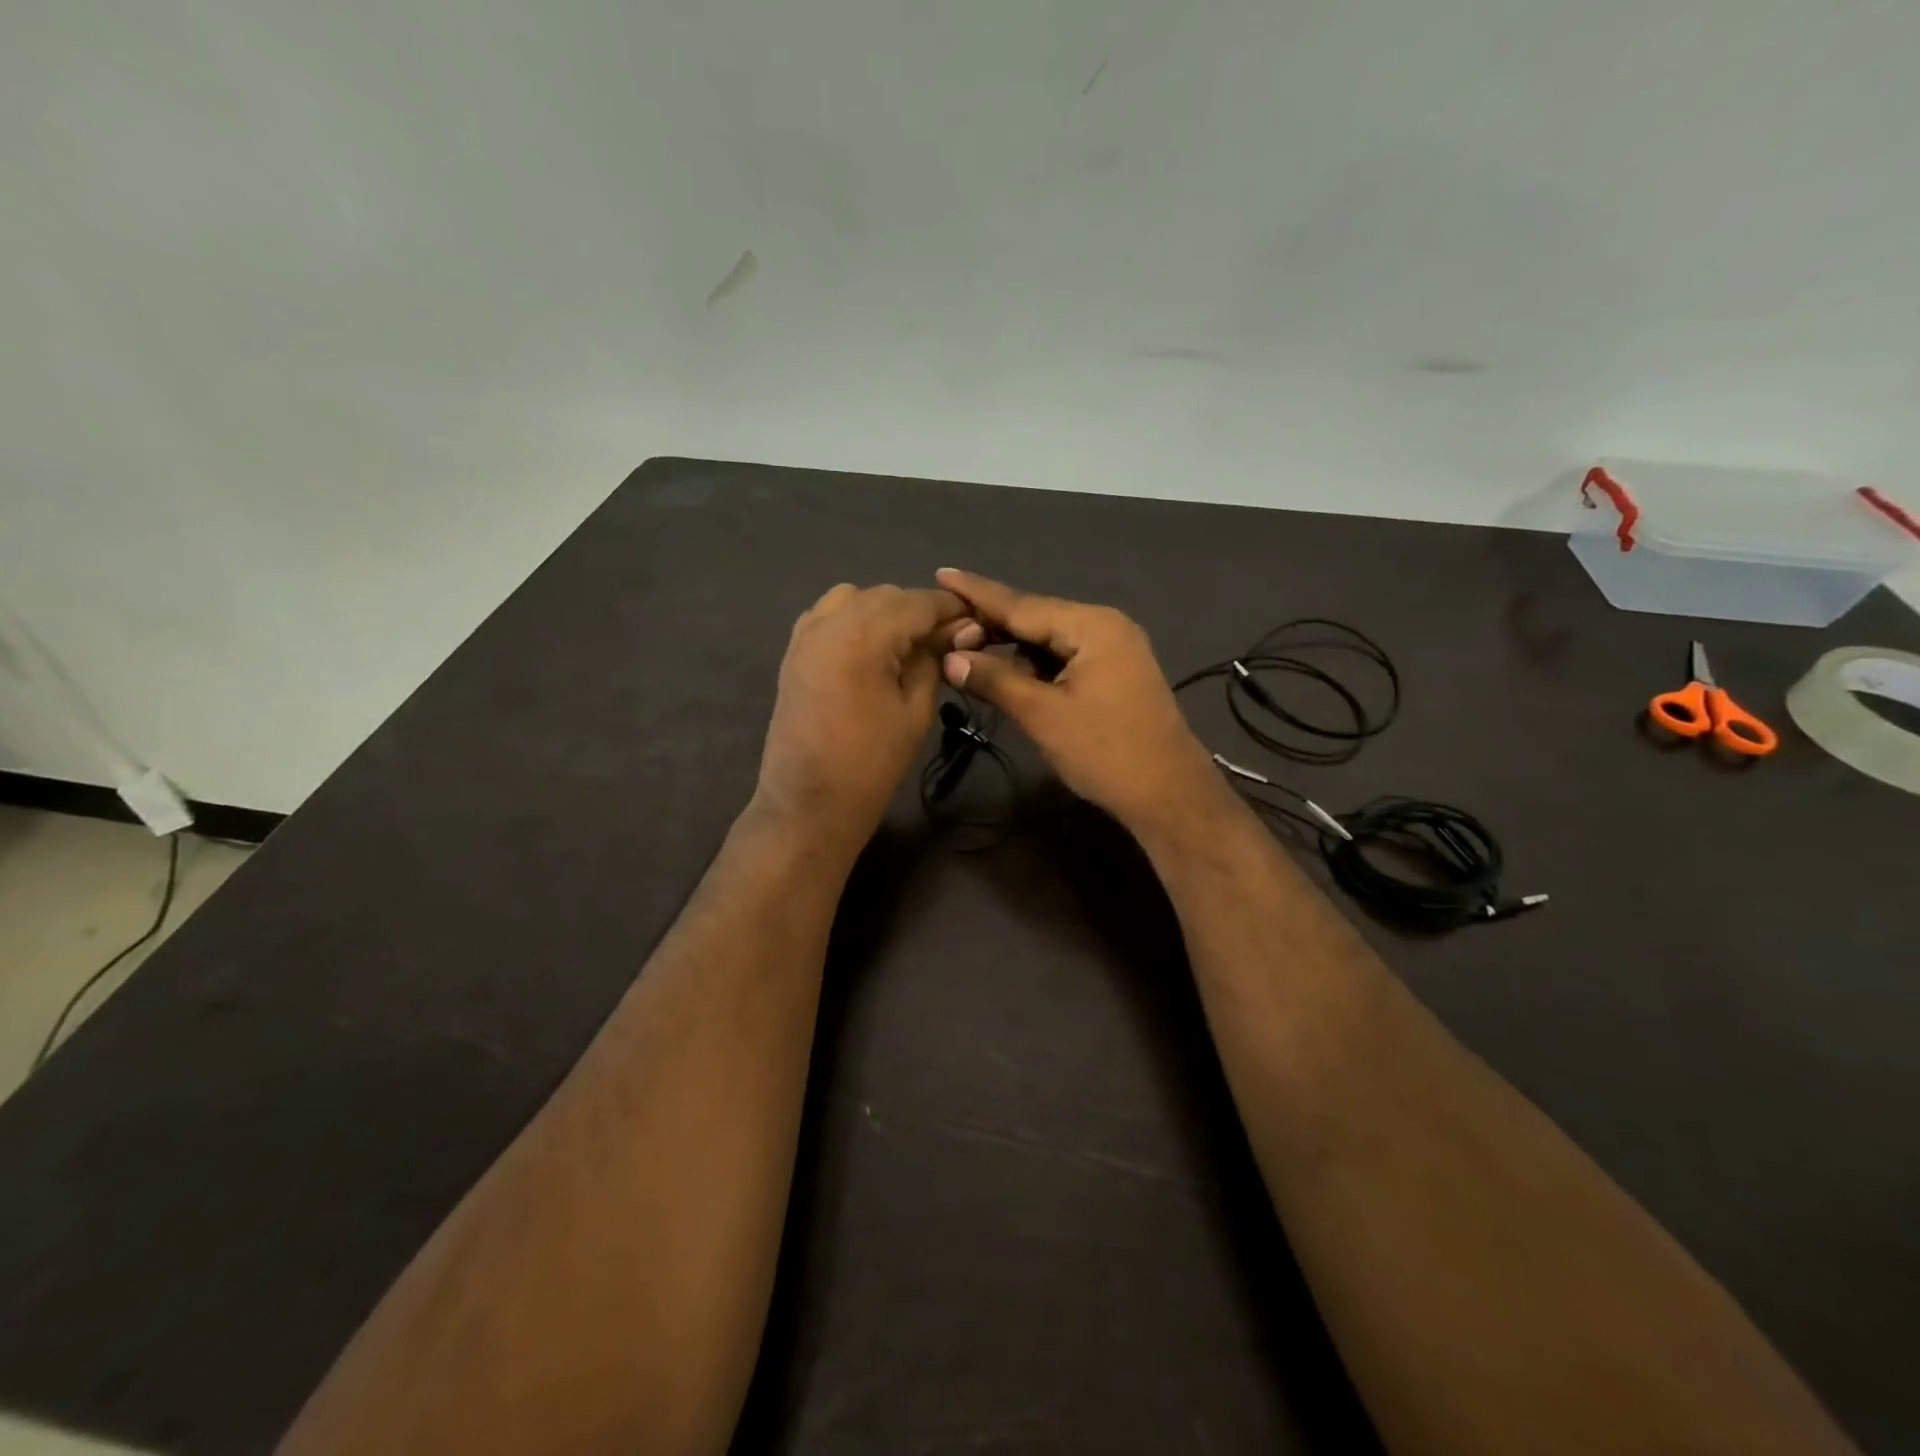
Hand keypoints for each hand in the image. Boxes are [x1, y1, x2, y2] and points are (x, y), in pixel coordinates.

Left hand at [755, 583, 980, 852]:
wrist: (809, 804)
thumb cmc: (871, 764)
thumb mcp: (916, 711)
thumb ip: (934, 660)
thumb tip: (961, 629)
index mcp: (863, 635)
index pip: (917, 602)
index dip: (950, 608)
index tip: (976, 620)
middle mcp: (830, 622)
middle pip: (886, 596)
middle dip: (918, 610)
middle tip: (946, 640)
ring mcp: (805, 635)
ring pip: (853, 598)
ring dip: (884, 611)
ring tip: (905, 644)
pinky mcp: (793, 652)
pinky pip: (827, 616)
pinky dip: (853, 619)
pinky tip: (869, 649)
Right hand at [934, 569, 1218, 833]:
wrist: (1168, 794)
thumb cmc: (1105, 752)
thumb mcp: (1042, 715)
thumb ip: (995, 680)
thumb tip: (950, 659)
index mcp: (1092, 625)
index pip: (1021, 604)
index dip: (977, 593)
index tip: (942, 573)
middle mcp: (1105, 625)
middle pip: (1036, 618)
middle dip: (991, 627)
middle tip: (944, 632)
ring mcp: (1115, 649)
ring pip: (1049, 640)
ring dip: (1012, 650)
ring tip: (967, 657)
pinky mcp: (1115, 673)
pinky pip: (1065, 658)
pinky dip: (1035, 666)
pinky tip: (1009, 677)